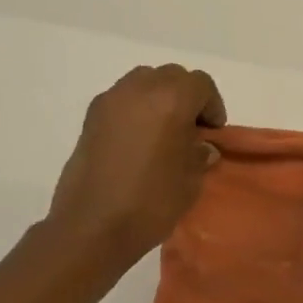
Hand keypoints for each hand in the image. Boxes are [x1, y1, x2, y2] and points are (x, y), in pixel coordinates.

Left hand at [47, 64, 226, 264]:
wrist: (92, 226)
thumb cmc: (151, 202)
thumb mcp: (190, 180)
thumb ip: (199, 154)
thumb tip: (201, 146)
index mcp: (171, 99)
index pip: (201, 84)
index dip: (212, 106)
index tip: (212, 133)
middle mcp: (139, 89)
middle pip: (171, 77)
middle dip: (185, 97)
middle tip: (190, 130)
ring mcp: (110, 101)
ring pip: (143, 83)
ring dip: (158, 100)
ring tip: (162, 134)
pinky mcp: (90, 118)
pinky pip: (121, 100)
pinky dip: (135, 111)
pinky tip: (137, 143)